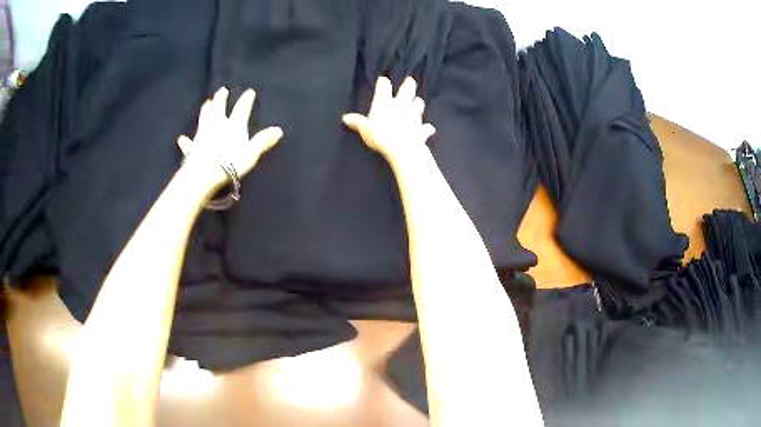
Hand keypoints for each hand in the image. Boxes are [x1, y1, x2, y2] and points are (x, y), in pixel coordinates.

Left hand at [177, 87, 282, 188]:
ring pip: (204, 118)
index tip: (249, 92)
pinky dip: (186, 141)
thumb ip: (262, 142)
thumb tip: (278, 130)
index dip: (246, 100)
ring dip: (205, 110)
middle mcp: (217, 125)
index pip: (241, 109)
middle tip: (221, 90)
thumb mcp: (250, 154)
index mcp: (233, 125)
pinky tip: (182, 139)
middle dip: (221, 99)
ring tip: (206, 103)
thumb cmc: (230, 164)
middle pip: (219, 108)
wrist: (204, 174)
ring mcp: (203, 135)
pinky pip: (189, 143)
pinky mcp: (192, 147)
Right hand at [343, 76, 435, 161]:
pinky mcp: (422, 128)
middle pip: (407, 89)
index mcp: (384, 101)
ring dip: (418, 103)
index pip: (384, 86)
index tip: (383, 80)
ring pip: (419, 103)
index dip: (383, 83)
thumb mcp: (364, 129)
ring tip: (417, 102)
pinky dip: (427, 128)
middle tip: (410, 80)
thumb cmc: (380, 135)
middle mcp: (401, 104)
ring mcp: (414, 115)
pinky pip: (427, 127)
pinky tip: (429, 129)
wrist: (401, 147)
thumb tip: (346, 118)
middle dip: (408, 84)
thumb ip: (357, 122)